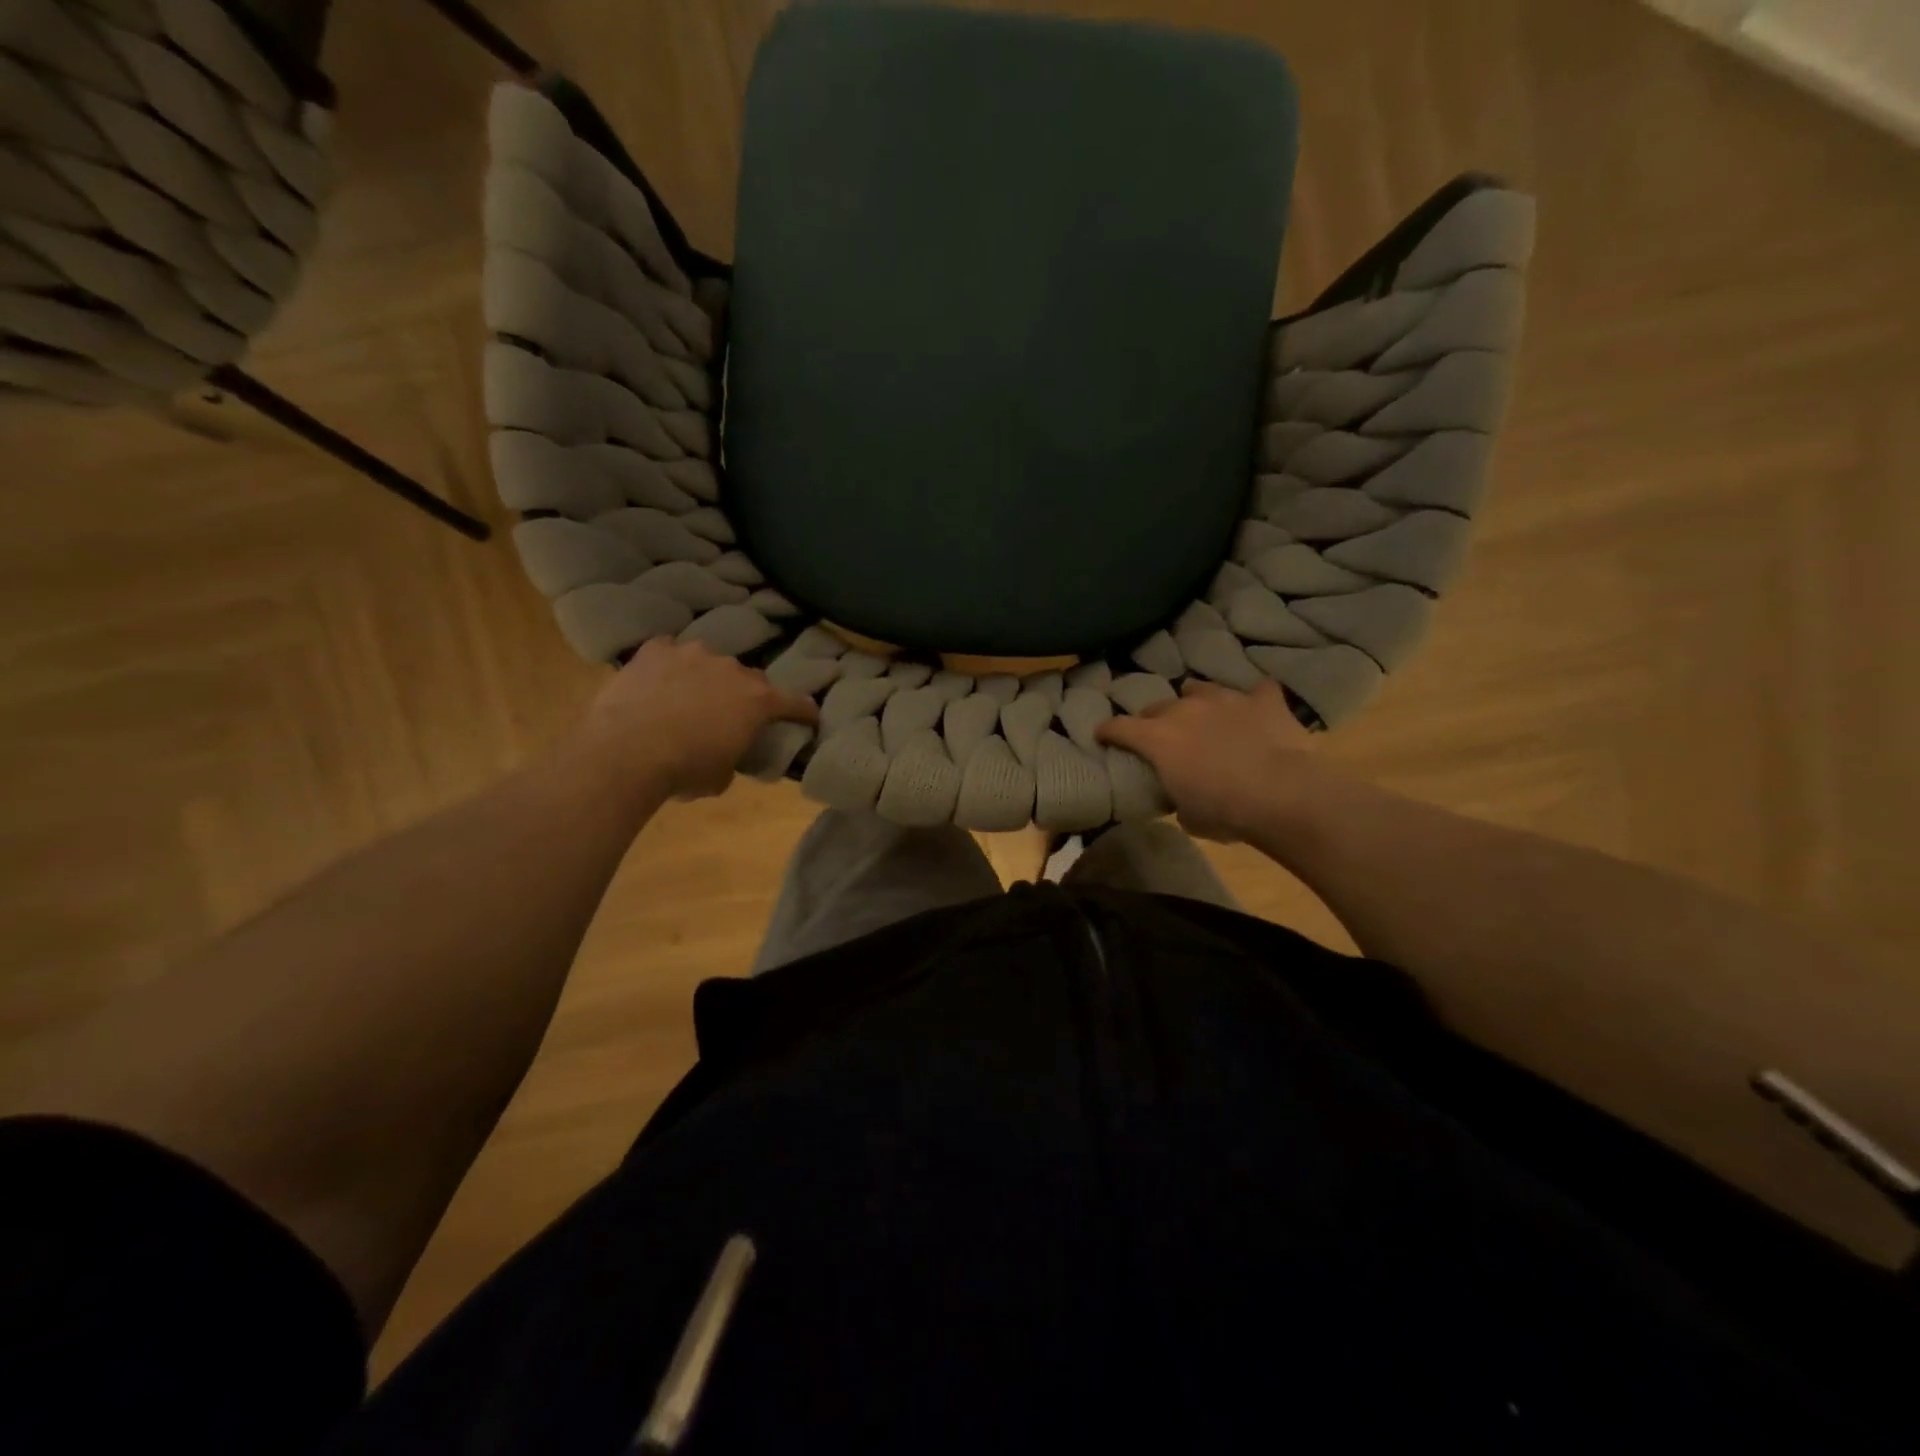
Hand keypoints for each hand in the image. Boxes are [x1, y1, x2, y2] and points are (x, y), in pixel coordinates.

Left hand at [576, 638, 817, 800]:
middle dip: (745, 694)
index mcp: (757, 701)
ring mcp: (693, 653)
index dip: (804, 711)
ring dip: (706, 677)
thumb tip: (727, 750)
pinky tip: (656, 682)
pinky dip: (669, 666)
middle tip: (731, 714)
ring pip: (709, 661)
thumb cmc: (683, 770)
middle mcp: (732, 669)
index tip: (810, 716)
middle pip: (749, 678)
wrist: (625, 752)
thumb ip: (734, 754)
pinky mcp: (656, 649)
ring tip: (689, 697)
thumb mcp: (722, 776)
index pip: (795, 703)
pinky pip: (669, 653)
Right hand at [1097, 679, 1323, 842]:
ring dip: (1196, 702)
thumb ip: (1177, 797)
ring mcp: (1226, 699)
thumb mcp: (1189, 816)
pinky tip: (1256, 710)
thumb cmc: (1225, 811)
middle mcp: (1186, 709)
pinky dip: (1253, 701)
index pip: (1119, 727)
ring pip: (1200, 689)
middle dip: (1154, 719)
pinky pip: (1256, 691)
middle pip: (1158, 706)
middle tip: (1161, 736)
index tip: (1102, 735)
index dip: (1108, 731)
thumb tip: (1181, 795)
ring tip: (1203, 714)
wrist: (1284, 794)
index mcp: (1158, 738)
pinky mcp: (1263, 700)